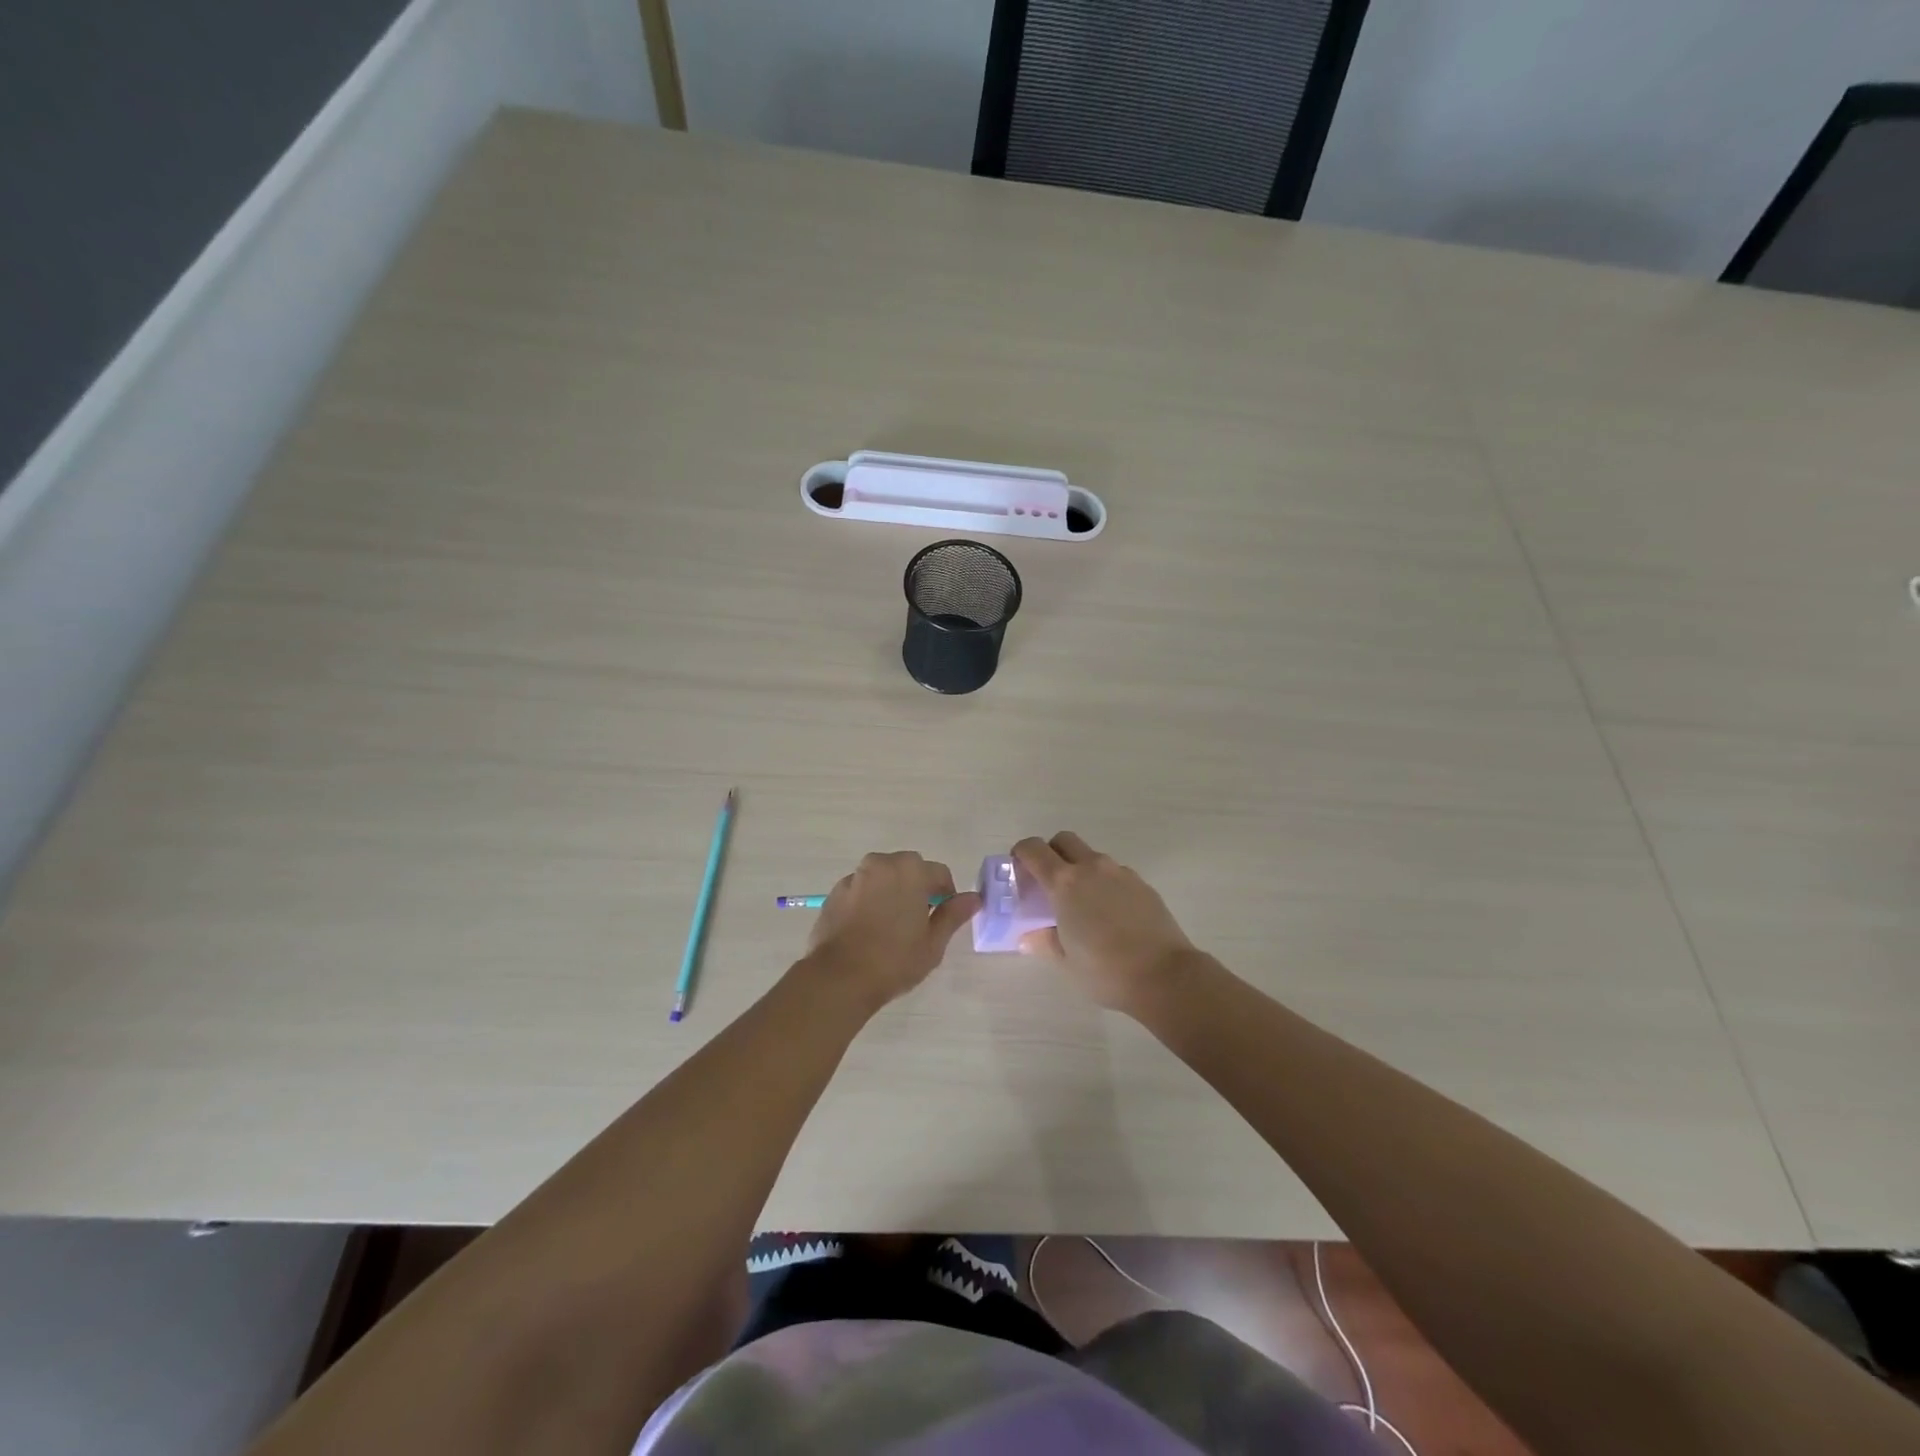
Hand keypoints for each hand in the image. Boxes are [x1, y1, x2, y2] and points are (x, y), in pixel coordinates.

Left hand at [804, 852, 981, 1008]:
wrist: (839, 977)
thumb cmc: (894, 960)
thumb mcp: (933, 942)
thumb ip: (953, 915)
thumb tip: (974, 898)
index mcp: (910, 870)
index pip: (939, 874)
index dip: (946, 896)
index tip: (942, 920)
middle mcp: (881, 863)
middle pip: (909, 870)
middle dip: (917, 889)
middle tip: (918, 923)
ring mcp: (855, 876)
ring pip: (883, 878)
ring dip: (891, 893)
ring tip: (891, 927)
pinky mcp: (835, 892)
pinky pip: (861, 890)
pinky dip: (868, 901)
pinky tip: (867, 930)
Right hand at [1012, 832, 1196, 1013]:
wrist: (1165, 975)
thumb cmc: (1106, 970)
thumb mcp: (1065, 962)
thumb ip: (1043, 942)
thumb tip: (1028, 936)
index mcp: (1065, 883)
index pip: (1034, 850)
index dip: (1020, 853)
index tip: (1017, 869)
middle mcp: (1092, 868)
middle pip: (1064, 840)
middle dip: (1051, 853)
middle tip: (1047, 882)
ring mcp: (1120, 873)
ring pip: (1091, 856)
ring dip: (1079, 868)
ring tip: (1081, 903)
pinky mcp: (1142, 884)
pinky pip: (1114, 873)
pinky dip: (1104, 883)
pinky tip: (1109, 913)